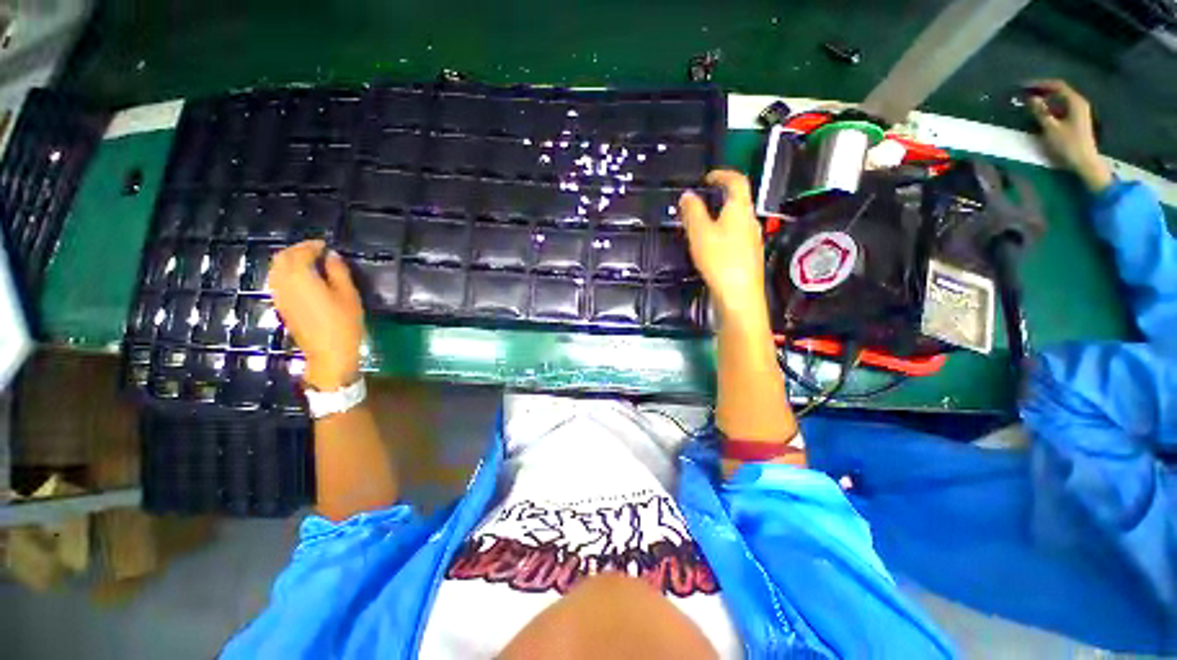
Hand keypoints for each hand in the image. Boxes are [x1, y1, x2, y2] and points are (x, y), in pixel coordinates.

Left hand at [268, 240, 363, 390]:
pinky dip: (286, 273)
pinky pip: (277, 281)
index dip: (312, 246)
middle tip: (316, 251)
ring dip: (290, 261)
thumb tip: (332, 255)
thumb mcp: (348, 295)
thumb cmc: (344, 323)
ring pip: (276, 269)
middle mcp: (284, 283)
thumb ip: (338, 272)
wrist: (329, 352)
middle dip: (297, 250)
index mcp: (301, 277)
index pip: (301, 253)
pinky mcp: (281, 306)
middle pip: (282, 258)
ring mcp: (279, 295)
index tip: (326, 245)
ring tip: (309, 263)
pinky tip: (302, 279)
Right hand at [679, 170, 767, 320]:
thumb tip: (688, 195)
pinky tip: (711, 246)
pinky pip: (735, 235)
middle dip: (719, 197)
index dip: (723, 174)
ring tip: (701, 224)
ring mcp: (753, 239)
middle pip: (738, 201)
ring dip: (720, 216)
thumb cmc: (720, 260)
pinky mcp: (749, 256)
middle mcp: (750, 221)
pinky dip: (723, 232)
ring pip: (736, 220)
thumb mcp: (700, 233)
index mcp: (740, 210)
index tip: (708, 177)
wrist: (739, 295)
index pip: (737, 181)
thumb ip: (693, 212)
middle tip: (699, 202)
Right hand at [1026, 79, 1112, 192]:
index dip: (1041, 84)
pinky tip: (1042, 112)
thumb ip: (1041, 112)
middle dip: (1043, 91)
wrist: (1084, 162)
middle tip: (1027, 93)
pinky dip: (1051, 107)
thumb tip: (1031, 99)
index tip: (1025, 86)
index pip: (1058, 86)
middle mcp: (1079, 103)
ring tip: (1032, 103)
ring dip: (1046, 100)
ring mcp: (1079, 112)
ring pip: (1061, 100)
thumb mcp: (1051, 128)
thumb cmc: (1068, 145)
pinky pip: (1062, 108)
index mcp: (1075, 102)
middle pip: (1060, 91)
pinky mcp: (1077, 121)